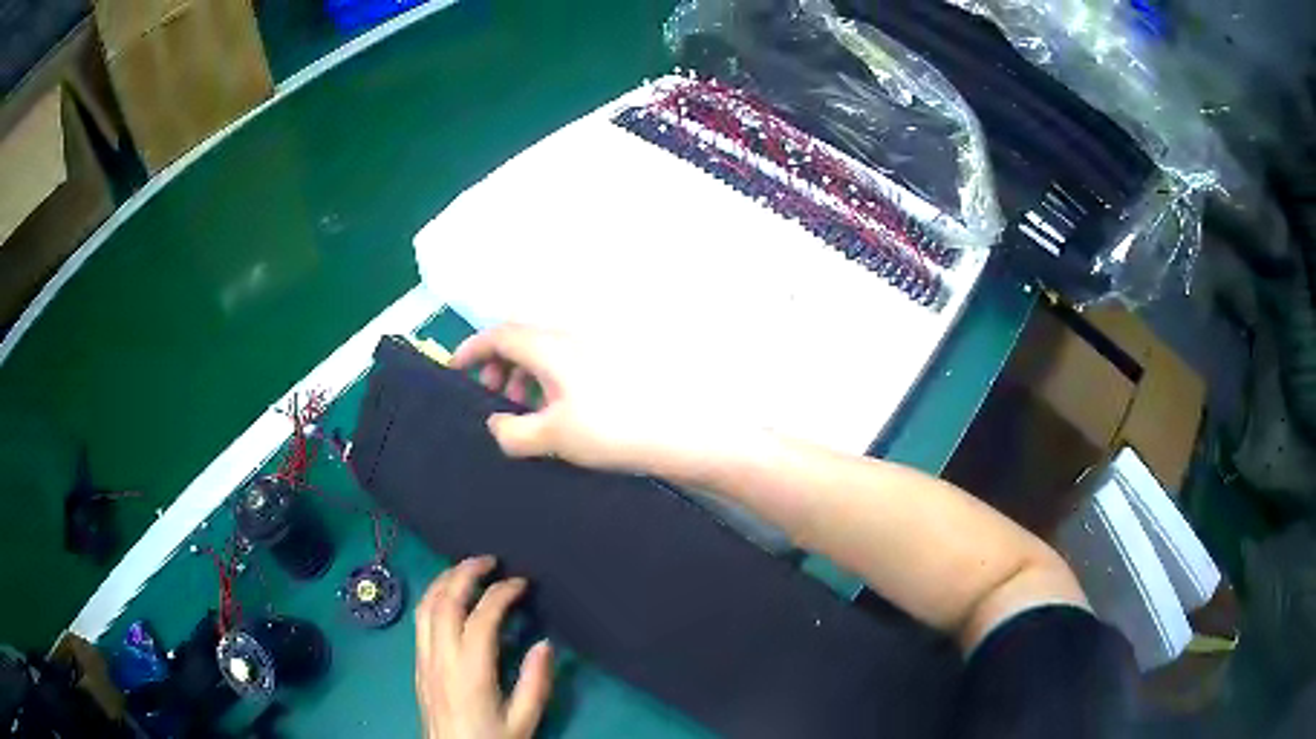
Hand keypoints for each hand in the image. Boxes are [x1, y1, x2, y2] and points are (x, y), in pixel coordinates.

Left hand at [416, 556, 553, 738]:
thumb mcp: (524, 721)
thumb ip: (535, 683)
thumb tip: (544, 643)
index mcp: (470, 671)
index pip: (481, 618)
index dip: (501, 593)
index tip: (521, 582)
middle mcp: (441, 658)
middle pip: (444, 602)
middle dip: (465, 572)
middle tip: (490, 560)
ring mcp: (424, 660)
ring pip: (425, 607)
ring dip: (444, 580)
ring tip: (466, 569)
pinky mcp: (418, 666)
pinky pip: (419, 621)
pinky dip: (432, 598)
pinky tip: (446, 597)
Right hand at [451, 324, 750, 477]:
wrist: (680, 433)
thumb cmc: (612, 432)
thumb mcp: (552, 437)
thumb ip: (512, 432)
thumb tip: (497, 422)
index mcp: (550, 346)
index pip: (499, 334)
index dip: (472, 349)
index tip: (455, 370)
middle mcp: (571, 337)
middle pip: (521, 338)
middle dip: (499, 365)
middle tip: (494, 398)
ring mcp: (596, 347)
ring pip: (545, 351)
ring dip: (525, 374)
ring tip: (525, 410)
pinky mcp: (614, 362)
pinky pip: (566, 361)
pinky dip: (549, 379)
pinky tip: (558, 411)